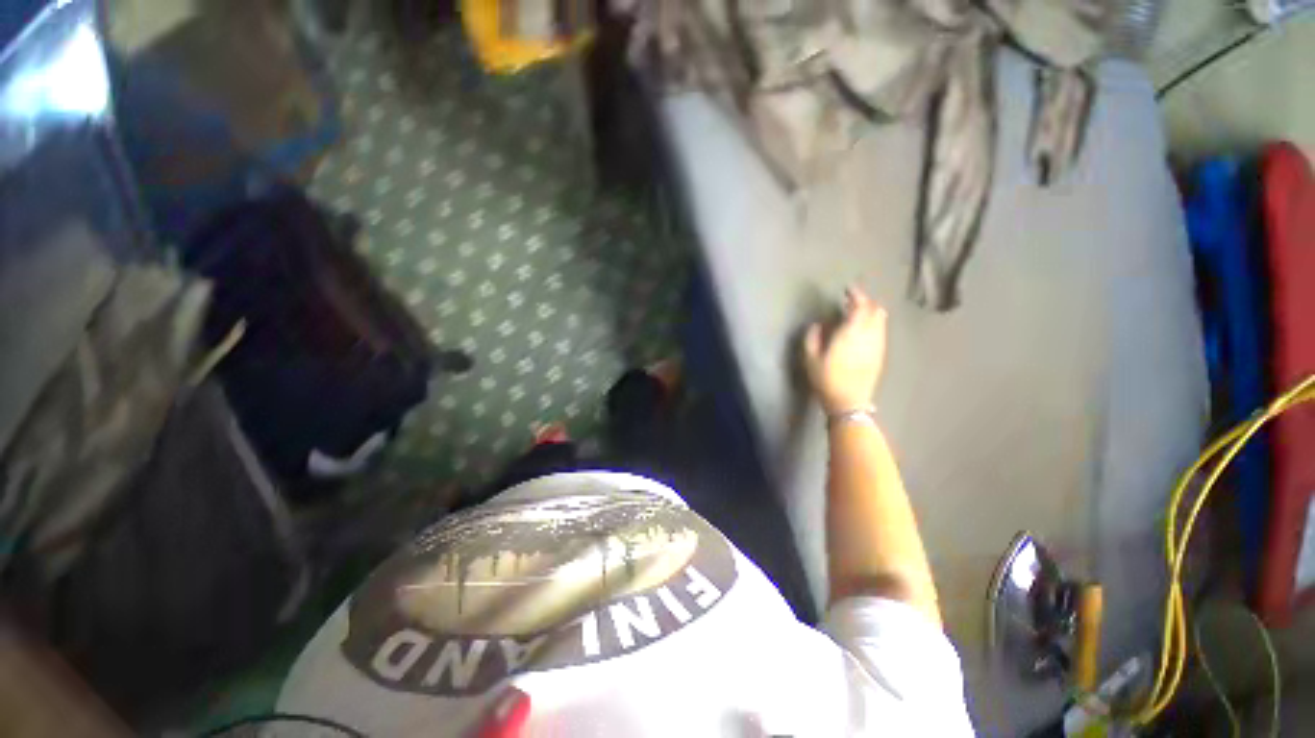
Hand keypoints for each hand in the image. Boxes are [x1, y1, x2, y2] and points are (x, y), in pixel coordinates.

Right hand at [803, 287, 887, 414]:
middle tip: (851, 301)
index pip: (861, 306)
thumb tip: (819, 324)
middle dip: (865, 302)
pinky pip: (881, 331)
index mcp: (851, 333)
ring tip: (856, 314)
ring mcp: (878, 345)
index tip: (847, 290)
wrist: (849, 402)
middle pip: (876, 310)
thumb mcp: (810, 358)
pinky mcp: (880, 354)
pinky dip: (873, 323)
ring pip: (881, 320)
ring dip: (871, 312)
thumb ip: (813, 337)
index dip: (856, 295)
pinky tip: (862, 330)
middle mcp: (869, 335)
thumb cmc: (827, 379)